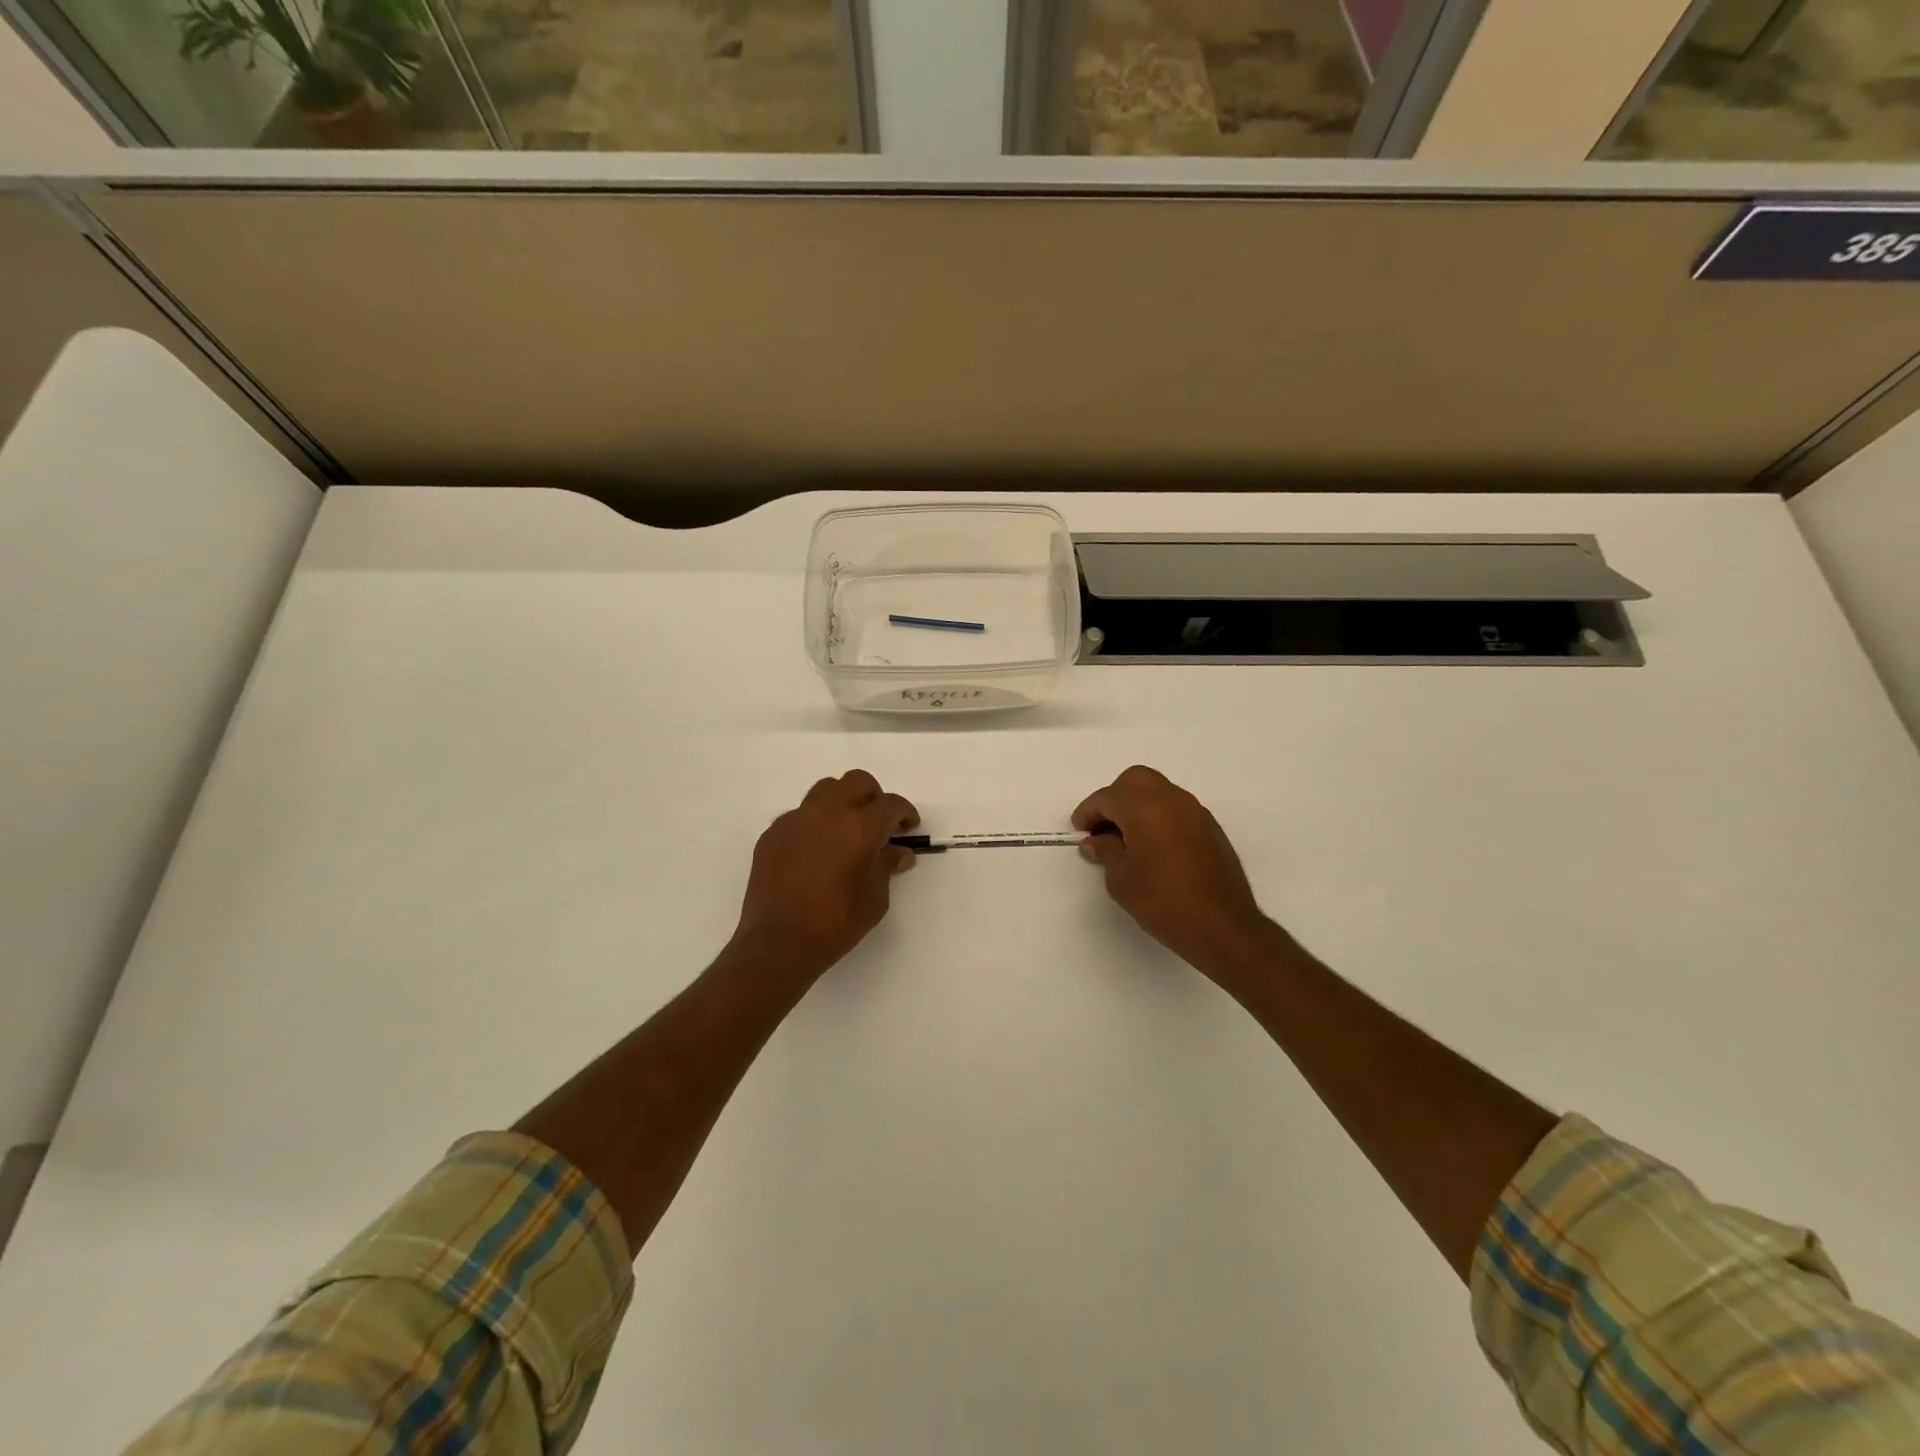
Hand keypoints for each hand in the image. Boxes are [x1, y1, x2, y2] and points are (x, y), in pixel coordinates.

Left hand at [731, 770, 919, 979]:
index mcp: (859, 828)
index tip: (908, 827)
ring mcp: (796, 820)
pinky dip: (815, 823)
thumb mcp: (875, 899)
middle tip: (879, 823)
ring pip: (825, 790)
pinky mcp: (773, 833)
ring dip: (843, 802)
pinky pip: (800, 814)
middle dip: (874, 797)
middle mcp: (827, 813)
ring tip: (846, 830)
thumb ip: (887, 866)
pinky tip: (816, 850)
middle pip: (857, 782)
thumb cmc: (835, 924)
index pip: (890, 804)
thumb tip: (899, 852)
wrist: (778, 943)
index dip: (905, 813)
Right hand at [1072, 765, 1273, 975]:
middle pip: (1135, 781)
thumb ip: (1105, 851)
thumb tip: (1096, 841)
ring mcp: (1195, 812)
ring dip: (1138, 806)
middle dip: (1114, 798)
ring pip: (1159, 791)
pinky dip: (1158, 817)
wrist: (1222, 927)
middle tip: (1102, 827)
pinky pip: (1176, 809)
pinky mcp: (1210, 828)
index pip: (1108, 797)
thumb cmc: (1162, 901)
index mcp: (1145, 807)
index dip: (1088, 812)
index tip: (1079, 831)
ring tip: (1125, 838)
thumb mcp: (1121, 879)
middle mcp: (1172, 799)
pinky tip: (1152, 846)